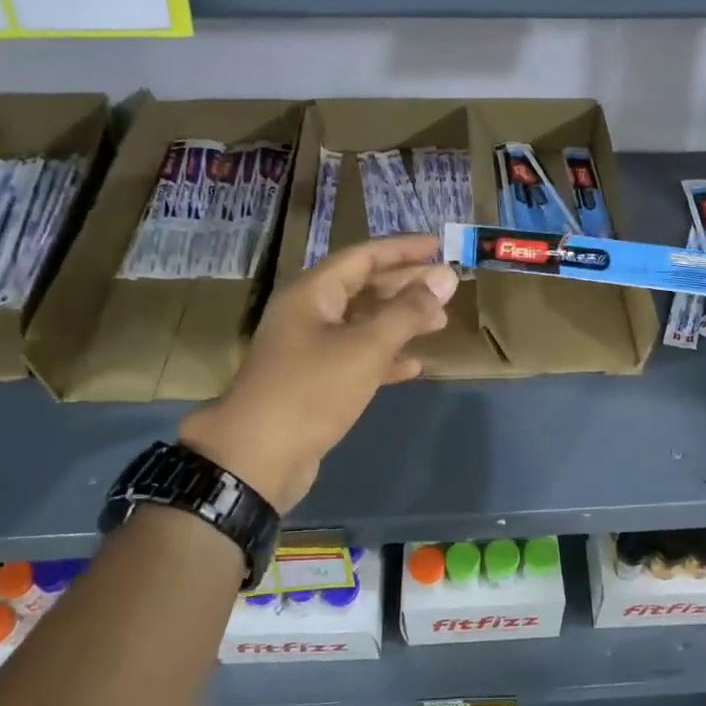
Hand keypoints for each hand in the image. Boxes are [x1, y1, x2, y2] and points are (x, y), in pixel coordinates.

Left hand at [180, 235, 455, 511]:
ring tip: (440, 323)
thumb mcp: (365, 347)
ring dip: (400, 321)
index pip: (364, 256)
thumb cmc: (312, 390)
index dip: (403, 249)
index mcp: (313, 293)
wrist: (258, 459)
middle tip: (447, 288)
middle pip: (364, 287)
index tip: (440, 246)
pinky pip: (356, 358)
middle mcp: (309, 313)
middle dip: (406, 286)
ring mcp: (309, 349)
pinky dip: (385, 358)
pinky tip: (413, 366)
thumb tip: (446, 277)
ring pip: (363, 323)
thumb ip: (408, 311)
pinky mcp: (315, 382)